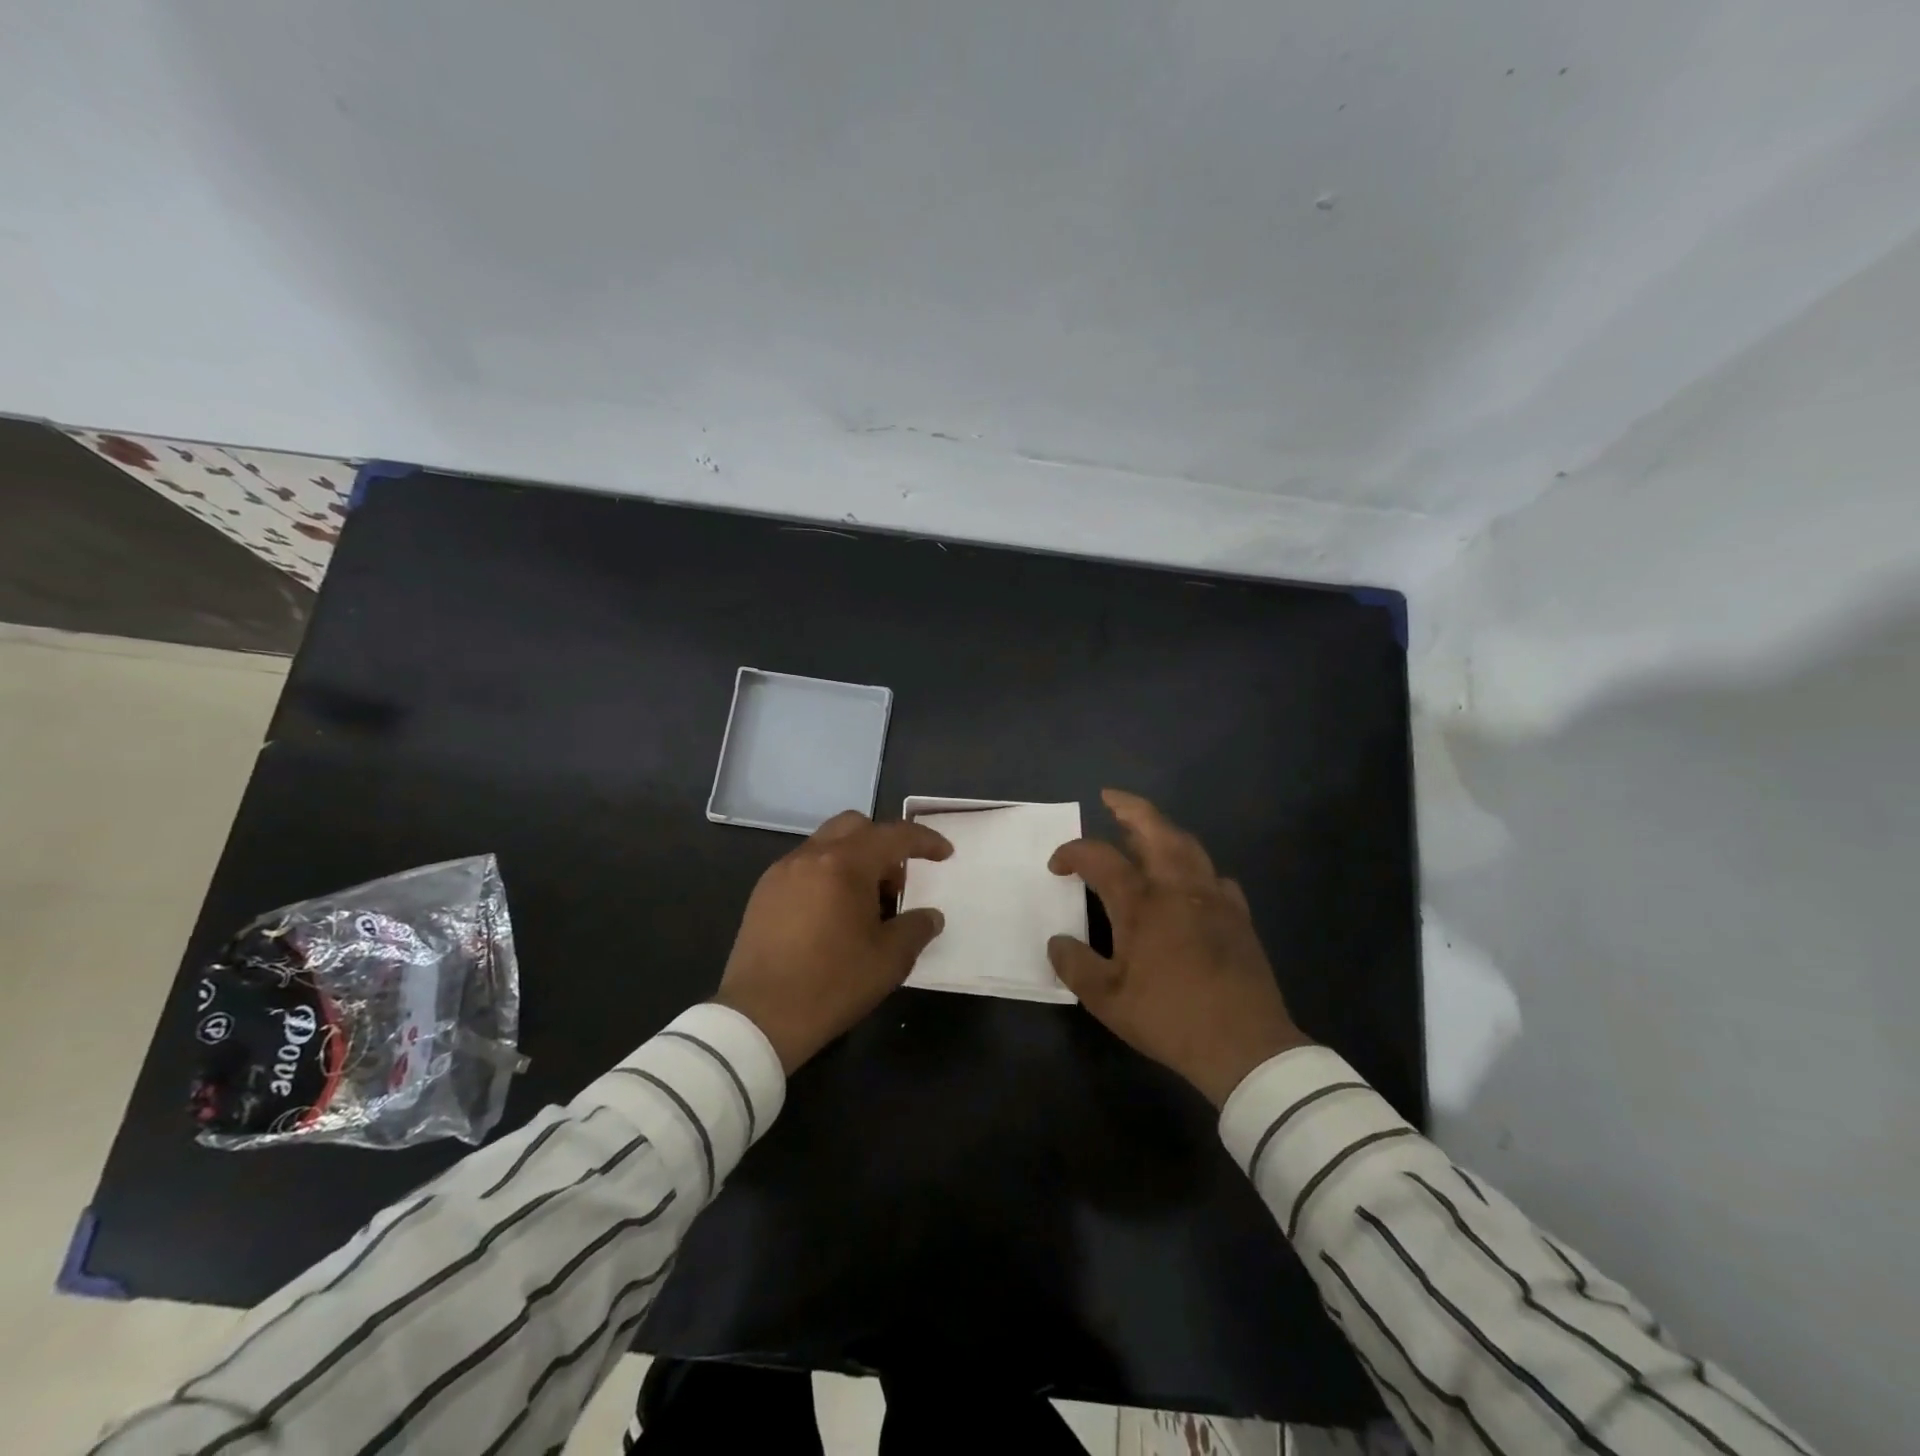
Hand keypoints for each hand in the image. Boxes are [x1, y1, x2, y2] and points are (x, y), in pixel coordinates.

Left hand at [715, 811, 952, 1072]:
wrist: (758, 1018)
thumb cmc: (832, 984)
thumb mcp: (889, 960)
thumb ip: (916, 928)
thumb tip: (930, 916)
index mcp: (845, 864)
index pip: (894, 836)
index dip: (924, 841)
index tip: (944, 854)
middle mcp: (810, 856)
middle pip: (856, 826)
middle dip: (883, 845)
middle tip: (896, 885)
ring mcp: (782, 872)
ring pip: (827, 843)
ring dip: (853, 860)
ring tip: (864, 905)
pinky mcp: (763, 892)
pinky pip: (804, 866)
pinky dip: (827, 875)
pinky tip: (831, 915)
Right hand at [1049, 789, 1307, 1105]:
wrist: (1244, 1045)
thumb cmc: (1168, 1017)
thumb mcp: (1106, 999)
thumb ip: (1075, 965)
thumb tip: (1056, 941)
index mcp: (1141, 903)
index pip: (1099, 858)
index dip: (1072, 853)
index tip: (1057, 865)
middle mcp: (1177, 888)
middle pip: (1155, 829)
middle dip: (1129, 808)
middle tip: (1110, 798)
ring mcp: (1213, 898)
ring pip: (1188, 846)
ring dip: (1162, 830)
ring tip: (1145, 830)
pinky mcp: (1238, 916)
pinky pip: (1214, 877)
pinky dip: (1195, 868)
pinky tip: (1189, 883)